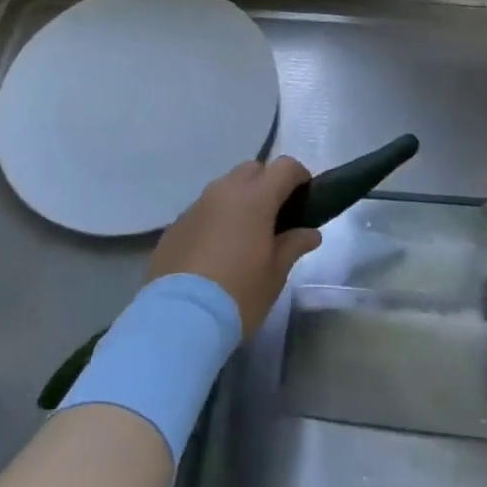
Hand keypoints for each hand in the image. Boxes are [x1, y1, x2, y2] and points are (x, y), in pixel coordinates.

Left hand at [147, 158, 320, 334]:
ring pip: (225, 187)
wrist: (179, 318)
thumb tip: (310, 233)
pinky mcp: (175, 225)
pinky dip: (216, 218)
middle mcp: (224, 191)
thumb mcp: (275, 274)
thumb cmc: (239, 294)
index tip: (305, 196)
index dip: (299, 176)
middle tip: (275, 216)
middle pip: (252, 169)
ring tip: (244, 234)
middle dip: (267, 183)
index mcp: (255, 198)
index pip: (285, 167)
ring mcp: (196, 206)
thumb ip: (293, 245)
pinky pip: (203, 209)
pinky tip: (215, 249)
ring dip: (239, 199)